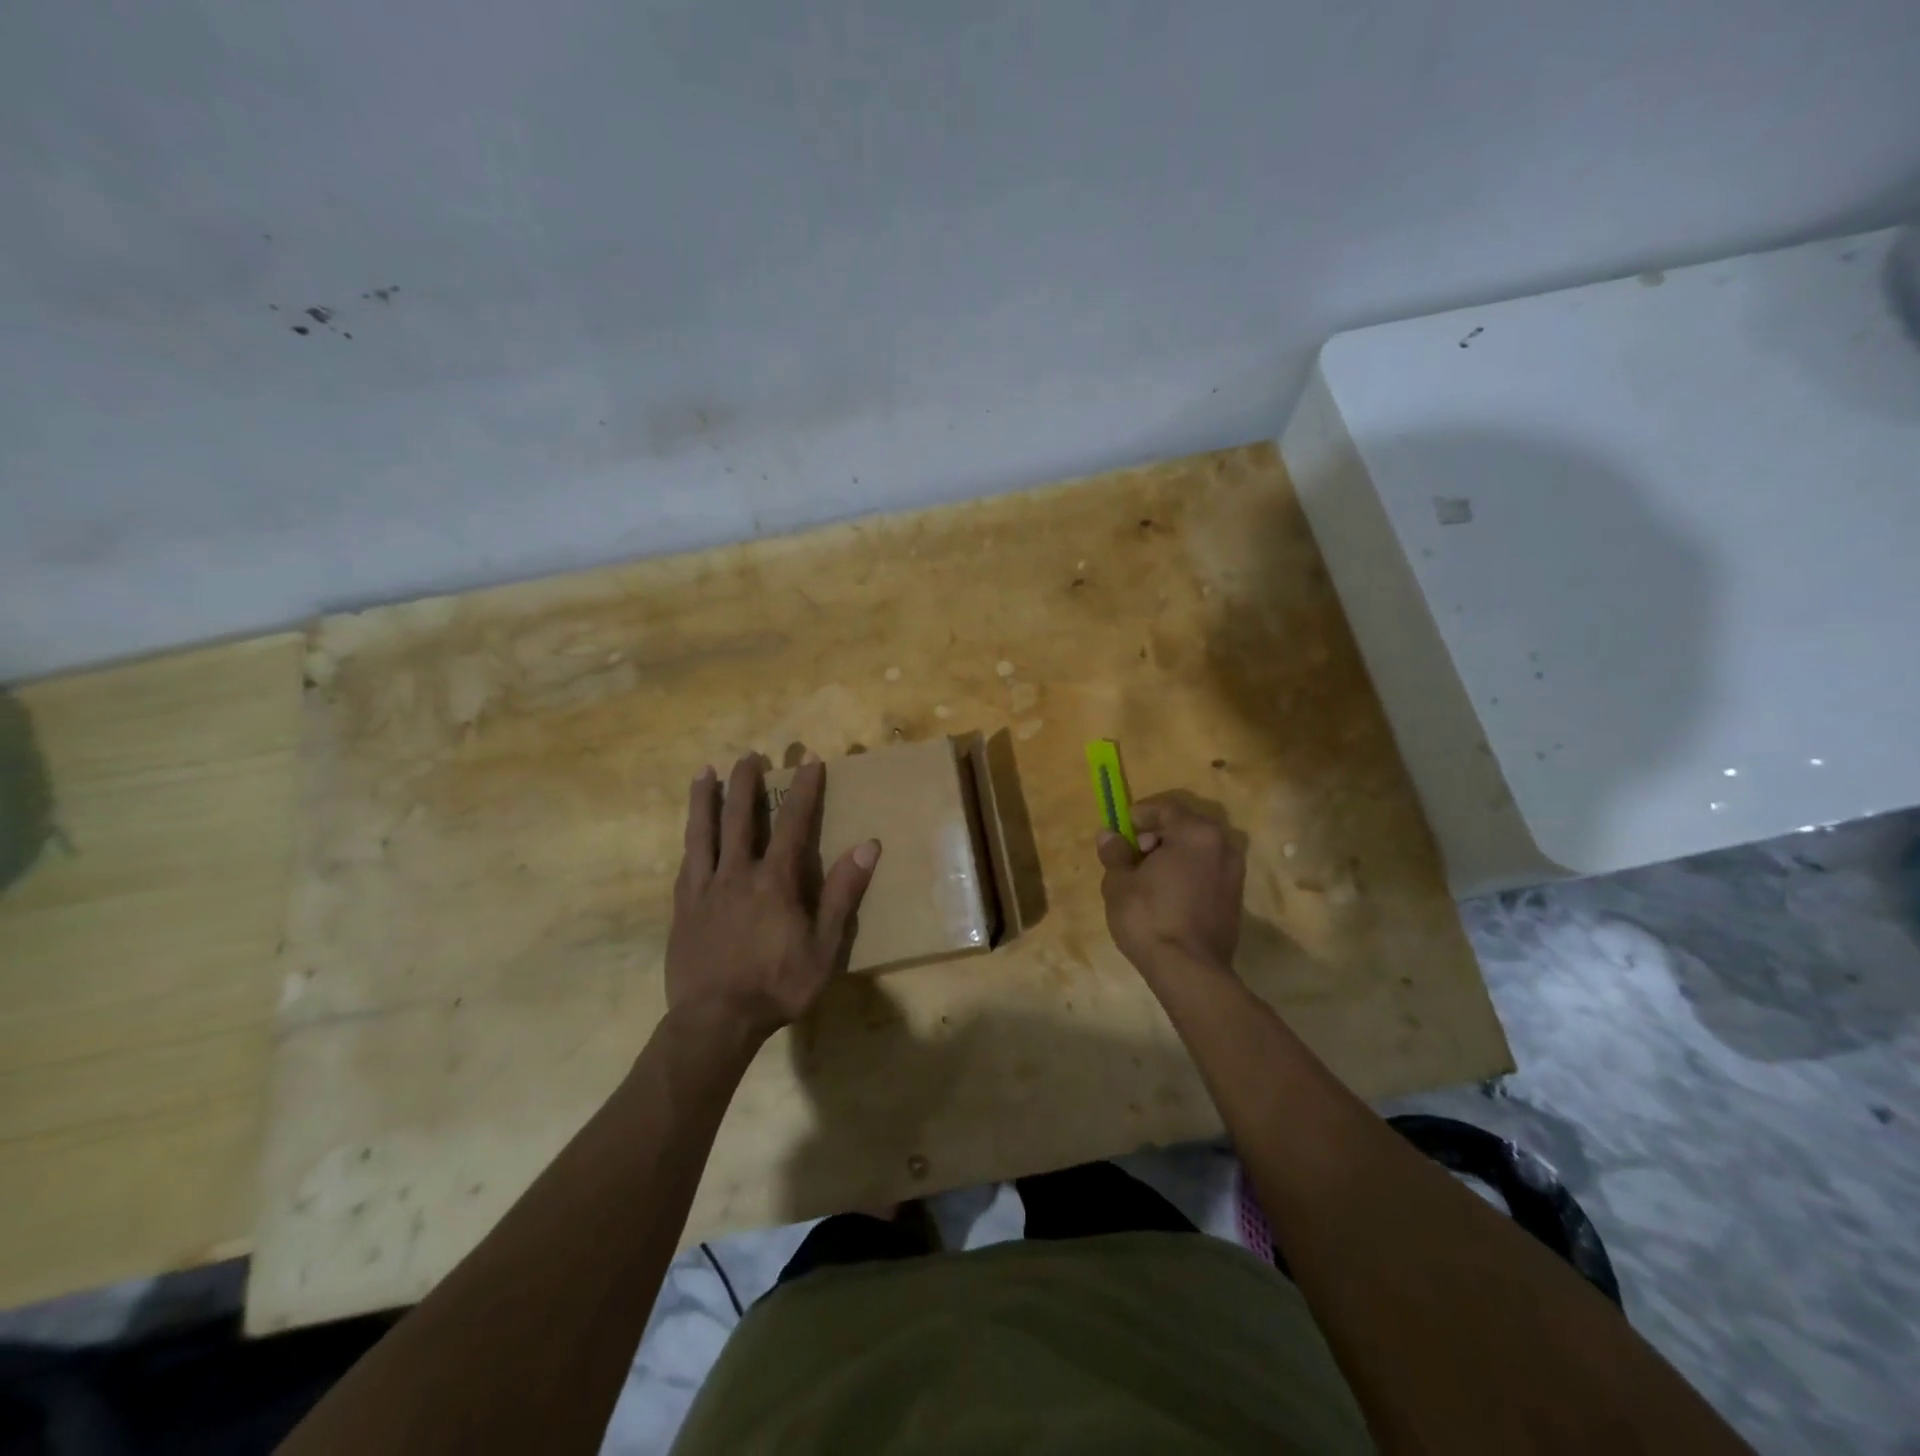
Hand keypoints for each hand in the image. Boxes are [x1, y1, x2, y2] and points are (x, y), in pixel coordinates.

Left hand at [667, 755, 879, 1043]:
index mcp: (775, 881)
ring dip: (706, 799)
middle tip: (749, 754)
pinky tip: (690, 832)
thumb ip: (842, 894)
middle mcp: (737, 874)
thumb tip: (867, 846)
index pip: (793, 823)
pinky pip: (685, 864)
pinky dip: (691, 840)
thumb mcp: (824, 947)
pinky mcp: (682, 909)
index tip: (809, 759)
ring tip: (704, 771)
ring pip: (703, 833)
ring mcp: (704, 890)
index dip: (804, 789)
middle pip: (740, 818)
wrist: (715, 1022)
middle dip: (746, 783)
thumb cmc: (777, 986)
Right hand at [1097, 794, 1245, 983]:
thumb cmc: (1149, 917)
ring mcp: (1234, 873)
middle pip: (1184, 827)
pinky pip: (1207, 873)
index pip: (1165, 808)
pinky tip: (1166, 897)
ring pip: (1197, 851)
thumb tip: (1109, 835)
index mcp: (1196, 833)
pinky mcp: (1235, 898)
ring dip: (1172, 856)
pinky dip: (1187, 875)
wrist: (1189, 970)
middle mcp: (1223, 845)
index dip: (1139, 816)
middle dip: (1156, 837)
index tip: (1120, 832)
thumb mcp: (1119, 882)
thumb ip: (1115, 852)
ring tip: (1146, 880)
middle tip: (1131, 857)